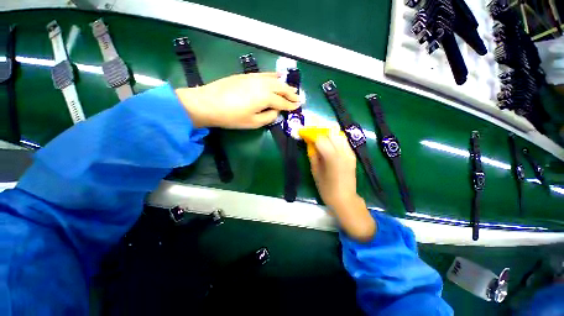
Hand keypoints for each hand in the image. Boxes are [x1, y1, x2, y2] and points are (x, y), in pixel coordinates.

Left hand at [176, 72, 298, 128]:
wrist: (207, 103)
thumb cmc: (232, 117)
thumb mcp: (253, 123)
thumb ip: (268, 117)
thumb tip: (276, 111)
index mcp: (266, 98)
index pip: (282, 103)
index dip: (290, 106)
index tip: (298, 107)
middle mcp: (263, 85)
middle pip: (281, 88)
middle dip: (291, 94)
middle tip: (298, 98)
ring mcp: (254, 78)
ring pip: (274, 80)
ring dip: (284, 84)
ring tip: (291, 88)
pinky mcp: (247, 75)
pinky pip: (264, 74)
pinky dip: (273, 76)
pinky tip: (276, 77)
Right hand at [309, 131, 375, 241]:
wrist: (345, 199)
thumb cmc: (327, 189)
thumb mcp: (316, 172)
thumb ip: (313, 155)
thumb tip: (310, 143)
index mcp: (332, 157)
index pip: (320, 138)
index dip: (310, 133)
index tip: (303, 132)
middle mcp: (343, 151)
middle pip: (331, 132)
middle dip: (320, 130)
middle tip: (311, 134)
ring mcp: (349, 152)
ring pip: (339, 134)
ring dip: (328, 133)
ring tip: (319, 137)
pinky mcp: (352, 155)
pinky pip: (343, 141)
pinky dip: (334, 138)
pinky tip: (329, 143)